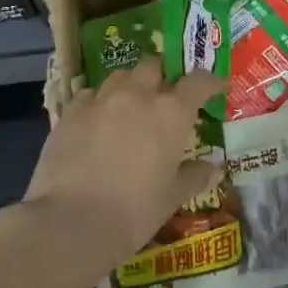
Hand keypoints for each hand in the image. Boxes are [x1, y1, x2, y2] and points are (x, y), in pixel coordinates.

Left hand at [23, 60, 225, 268]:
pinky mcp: (69, 112)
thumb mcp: (172, 197)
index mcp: (171, 113)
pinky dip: (99, 102)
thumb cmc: (135, 211)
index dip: (211, 81)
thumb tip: (214, 169)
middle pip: (153, 66)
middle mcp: (137, 95)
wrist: (72, 221)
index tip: (218, 87)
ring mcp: (100, 100)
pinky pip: (89, 95)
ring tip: (130, 105)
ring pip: (120, 76)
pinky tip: (97, 122)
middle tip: (166, 97)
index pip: (198, 82)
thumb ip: (194, 176)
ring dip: (131, 85)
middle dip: (163, 76)